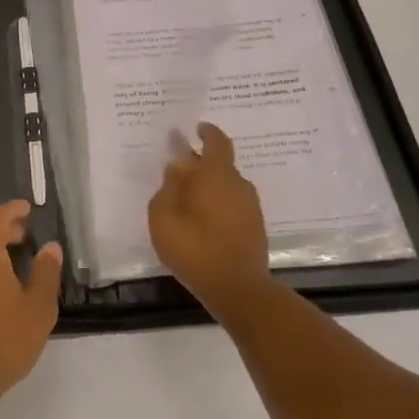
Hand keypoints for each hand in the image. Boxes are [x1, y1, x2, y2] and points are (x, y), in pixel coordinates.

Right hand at [147, 122, 270, 318]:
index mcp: (217, 174)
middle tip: (179, 171)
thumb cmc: (195, 248)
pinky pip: (232, 204)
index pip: (217, 142)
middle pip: (220, 165)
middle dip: (201, 164)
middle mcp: (238, 184)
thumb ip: (168, 187)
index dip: (207, 132)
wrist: (238, 289)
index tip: (196, 128)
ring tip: (187, 200)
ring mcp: (250, 206)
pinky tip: (202, 220)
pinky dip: (217, 204)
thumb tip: (177, 168)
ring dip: (209, 187)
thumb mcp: (164, 216)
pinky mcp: (254, 227)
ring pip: (226, 186)